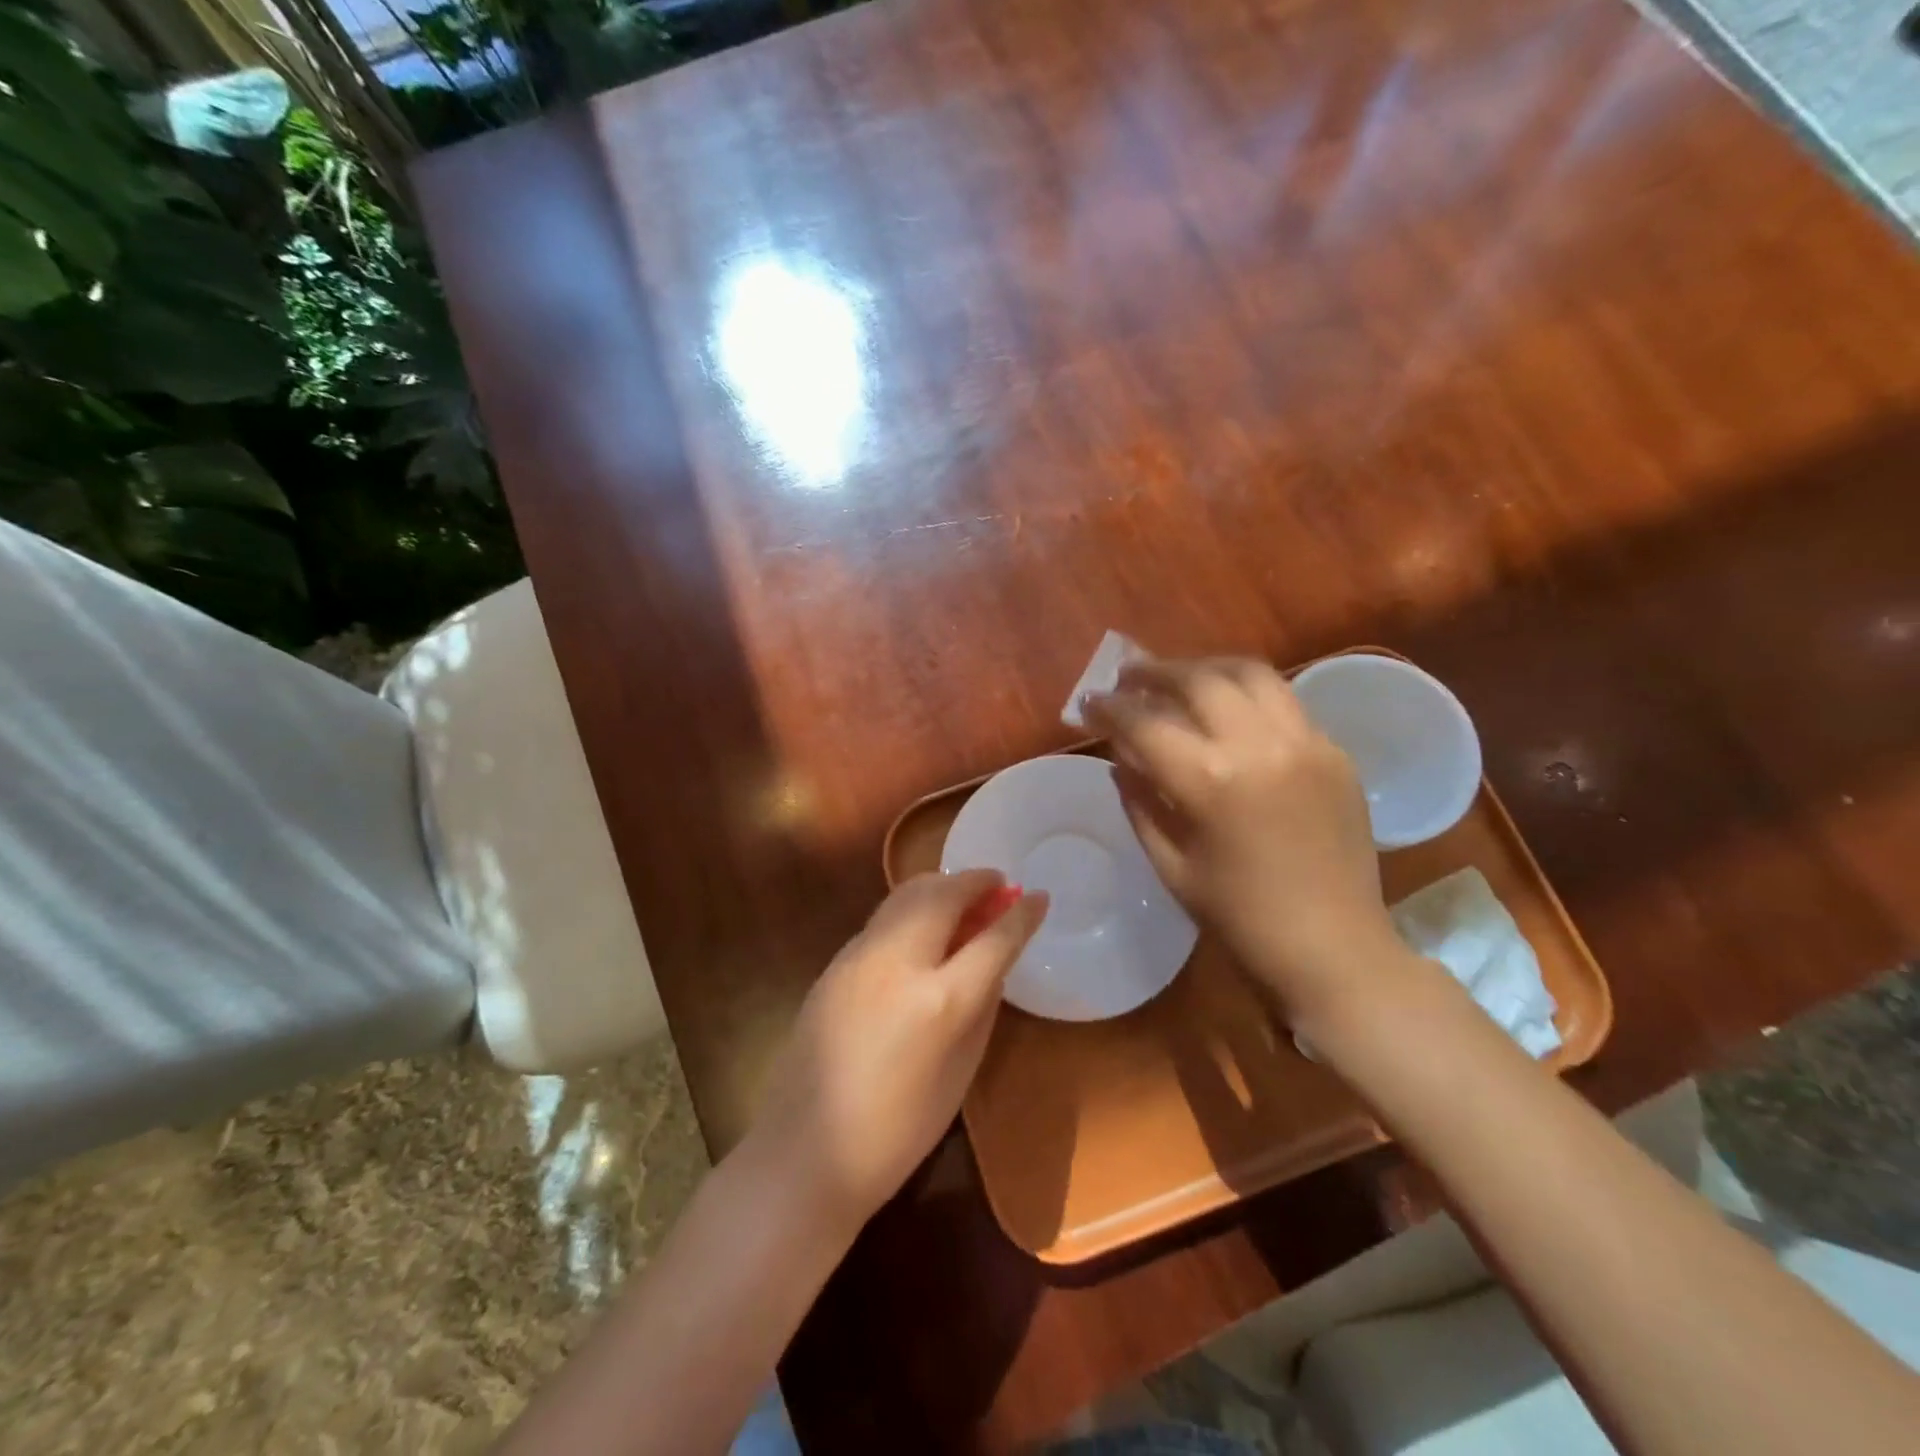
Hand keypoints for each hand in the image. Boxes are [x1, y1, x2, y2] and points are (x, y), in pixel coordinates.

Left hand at [748, 870, 1047, 1233]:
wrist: (807, 1150)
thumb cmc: (899, 1129)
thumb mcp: (961, 1071)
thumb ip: (982, 1005)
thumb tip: (994, 957)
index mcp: (939, 1002)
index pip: (993, 939)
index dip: (1021, 915)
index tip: (1039, 896)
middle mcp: (897, 963)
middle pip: (944, 895)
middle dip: (977, 881)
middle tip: (999, 885)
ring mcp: (859, 956)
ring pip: (907, 894)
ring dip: (943, 887)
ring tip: (965, 897)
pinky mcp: (835, 961)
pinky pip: (884, 917)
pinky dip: (914, 907)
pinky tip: (924, 928)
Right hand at [1085, 657, 1405, 1024]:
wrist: (1334, 951)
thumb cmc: (1239, 920)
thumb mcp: (1170, 865)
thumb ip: (1140, 801)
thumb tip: (1120, 758)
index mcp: (1211, 781)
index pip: (1145, 723)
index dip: (1110, 708)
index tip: (1089, 701)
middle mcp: (1260, 745)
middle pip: (1199, 680)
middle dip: (1155, 672)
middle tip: (1129, 677)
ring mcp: (1306, 743)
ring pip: (1250, 673)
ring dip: (1205, 669)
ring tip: (1180, 679)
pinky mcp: (1335, 752)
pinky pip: (1285, 703)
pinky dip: (1247, 696)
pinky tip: (1230, 714)